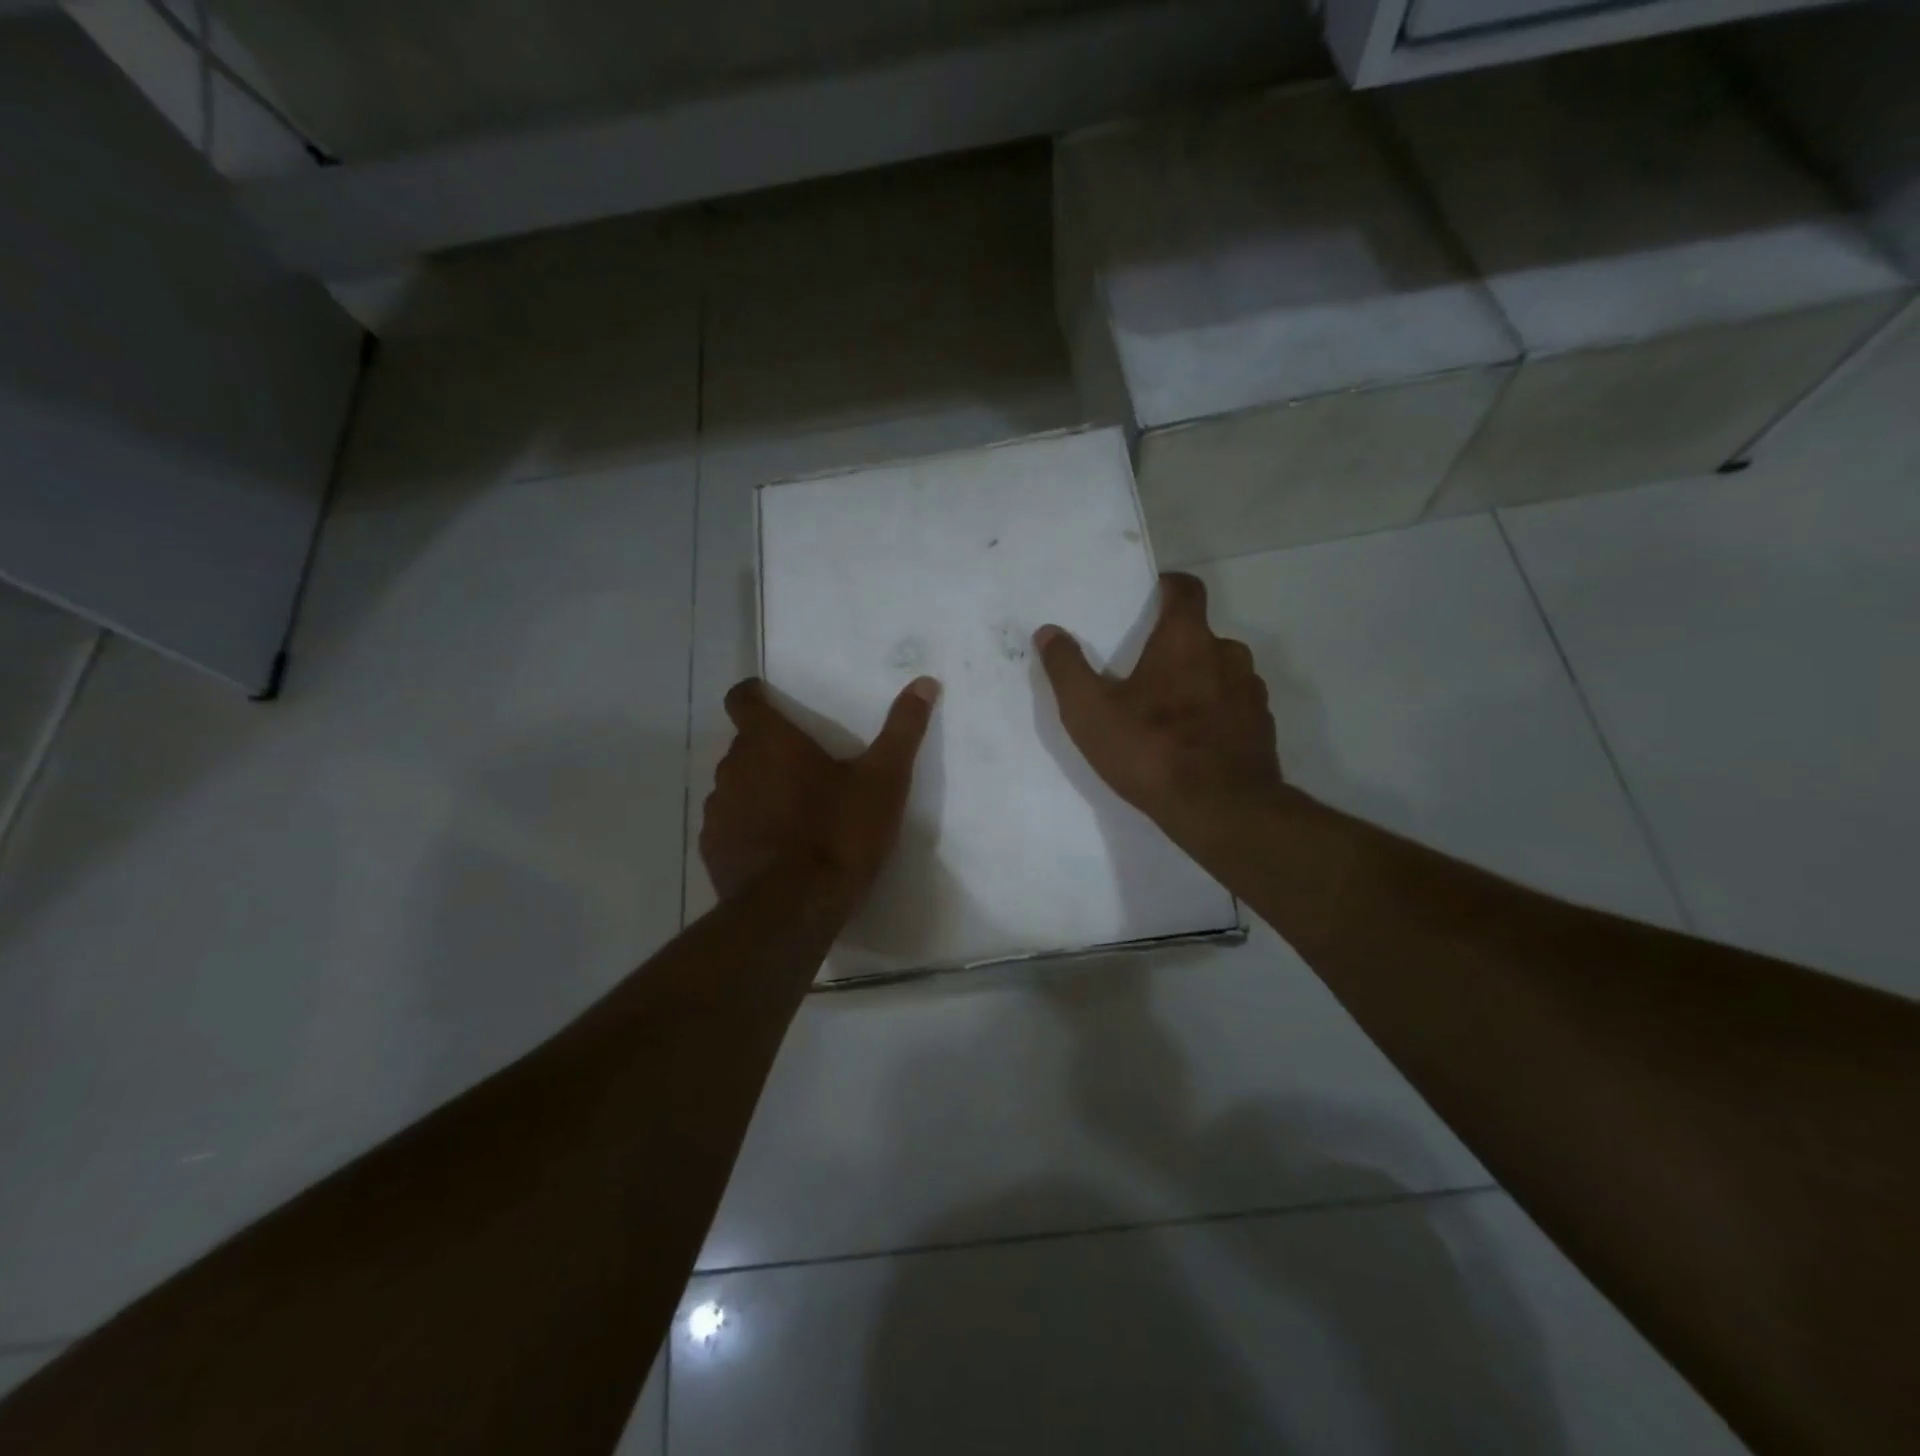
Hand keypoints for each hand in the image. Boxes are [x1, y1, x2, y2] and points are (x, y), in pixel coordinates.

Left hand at [701, 676, 939, 907]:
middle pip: (744, 744)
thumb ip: (903, 728)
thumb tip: (924, 681)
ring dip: (757, 789)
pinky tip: (775, 848)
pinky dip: (747, 827)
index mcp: (771, 741)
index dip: (754, 696)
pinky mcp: (712, 848)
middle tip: (805, 769)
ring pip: (735, 785)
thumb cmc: (840, 832)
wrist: (795, 907)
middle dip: (768, 750)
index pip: (743, 699)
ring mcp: (718, 810)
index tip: (771, 703)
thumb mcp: (884, 779)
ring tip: (793, 812)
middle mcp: (734, 767)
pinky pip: (728, 824)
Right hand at [1033, 572, 1285, 847]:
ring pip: (1222, 672)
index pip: (1186, 590)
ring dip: (1198, 681)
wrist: (1221, 810)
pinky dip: (1216, 713)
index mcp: (1187, 640)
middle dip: (1175, 646)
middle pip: (1201, 635)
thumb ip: (1066, 668)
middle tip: (1144, 672)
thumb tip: (1048, 632)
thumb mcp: (1089, 712)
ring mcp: (1252, 692)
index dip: (1168, 587)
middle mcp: (1228, 655)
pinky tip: (1194, 743)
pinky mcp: (1263, 728)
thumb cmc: (1151, 750)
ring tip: (1169, 712)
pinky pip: (1236, 707)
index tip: (1149, 597)